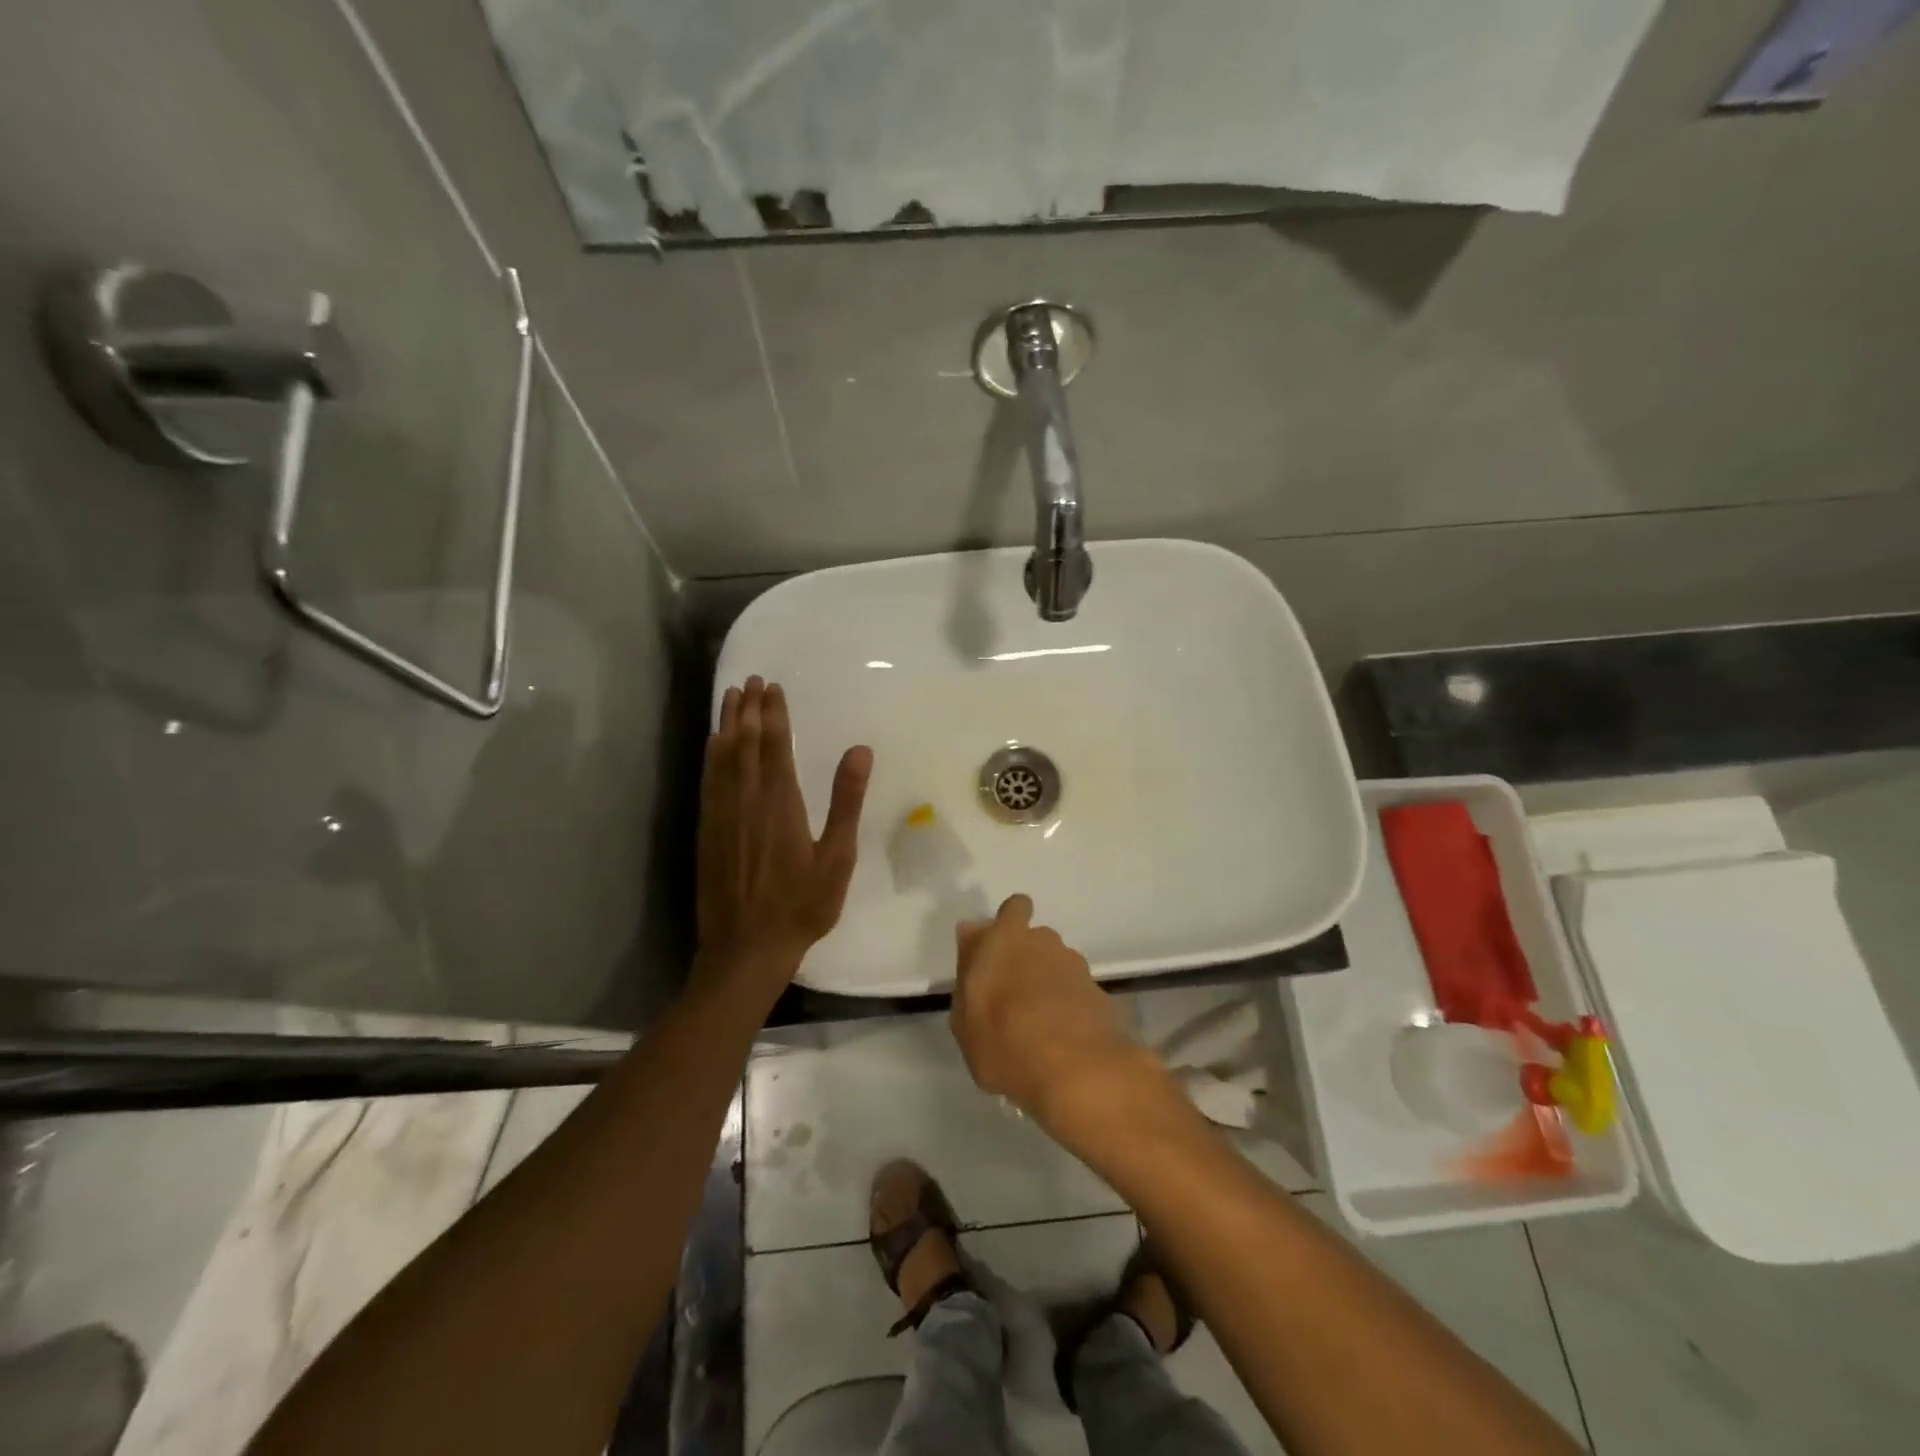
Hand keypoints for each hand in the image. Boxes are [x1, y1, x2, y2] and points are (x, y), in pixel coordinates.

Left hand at [696, 677, 871, 998]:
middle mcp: (746, 799)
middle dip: (747, 709)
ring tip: (729, 698)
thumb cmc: (802, 904)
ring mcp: (722, 814)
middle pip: (744, 743)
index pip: (775, 745)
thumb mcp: (837, 857)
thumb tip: (859, 750)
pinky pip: (708, 780)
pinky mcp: (707, 830)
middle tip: (750, 681)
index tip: (772, 687)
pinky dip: (711, 755)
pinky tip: (712, 746)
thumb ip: (846, 801)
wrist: (746, 948)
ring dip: (726, 724)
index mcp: (780, 802)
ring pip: (721, 757)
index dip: (773, 714)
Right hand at [950, 894, 1158, 1129]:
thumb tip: (971, 934)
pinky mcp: (1098, 991)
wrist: (1077, 1071)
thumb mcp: (964, 1018)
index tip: (998, 951)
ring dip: (1047, 983)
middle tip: (1011, 997)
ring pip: (1055, 965)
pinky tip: (1060, 1038)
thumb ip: (967, 970)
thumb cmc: (1005, 1042)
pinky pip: (1074, 991)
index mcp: (1004, 939)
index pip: (1013, 908)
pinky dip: (1067, 1006)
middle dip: (1025, 958)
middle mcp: (1042, 942)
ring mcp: (1075, 966)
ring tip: (1036, 1025)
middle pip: (1033, 939)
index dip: (1008, 923)